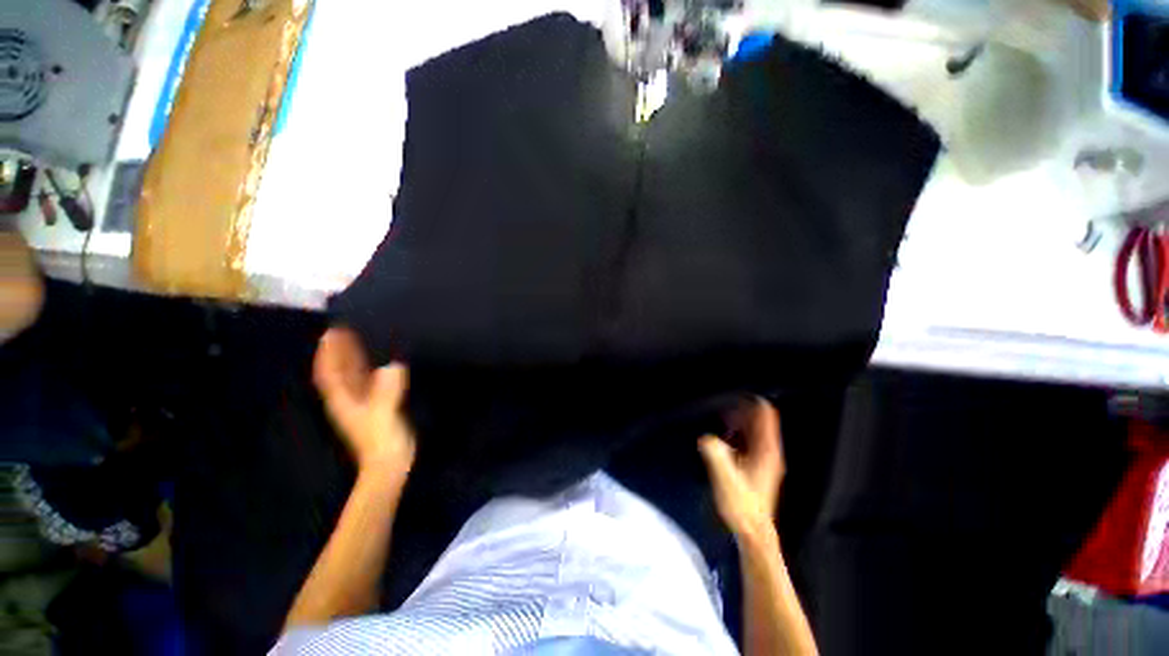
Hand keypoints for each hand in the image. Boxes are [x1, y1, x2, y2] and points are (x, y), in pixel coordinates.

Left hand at [313, 327, 415, 479]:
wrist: (389, 464)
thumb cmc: (383, 440)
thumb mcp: (384, 414)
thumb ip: (386, 390)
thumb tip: (393, 365)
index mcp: (344, 400)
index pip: (329, 373)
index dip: (328, 353)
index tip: (330, 332)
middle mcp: (348, 400)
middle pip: (338, 371)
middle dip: (338, 350)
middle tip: (345, 329)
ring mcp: (361, 404)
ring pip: (351, 376)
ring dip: (351, 358)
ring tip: (357, 339)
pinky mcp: (376, 407)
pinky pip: (367, 383)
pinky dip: (367, 370)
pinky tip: (376, 362)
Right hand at [699, 398, 785, 543]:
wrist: (753, 532)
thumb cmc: (741, 506)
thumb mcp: (726, 480)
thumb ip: (716, 457)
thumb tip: (706, 438)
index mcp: (766, 451)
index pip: (765, 415)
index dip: (751, 403)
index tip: (733, 398)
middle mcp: (769, 452)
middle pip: (760, 419)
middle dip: (742, 411)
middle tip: (723, 409)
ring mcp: (766, 460)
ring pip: (756, 430)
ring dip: (740, 422)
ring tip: (722, 421)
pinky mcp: (759, 467)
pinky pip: (751, 440)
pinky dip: (739, 433)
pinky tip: (725, 439)